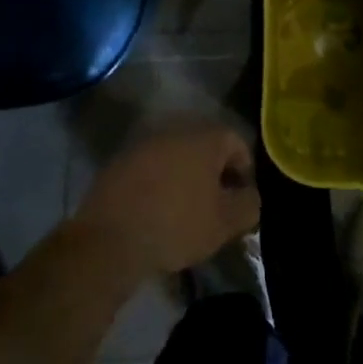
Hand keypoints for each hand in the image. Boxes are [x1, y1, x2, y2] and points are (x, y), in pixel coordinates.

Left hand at [72, 121, 260, 277]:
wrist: (112, 235)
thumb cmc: (177, 224)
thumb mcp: (224, 223)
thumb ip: (248, 205)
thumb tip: (250, 195)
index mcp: (205, 137)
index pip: (237, 143)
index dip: (245, 172)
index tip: (241, 202)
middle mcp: (177, 128)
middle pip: (206, 146)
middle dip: (215, 173)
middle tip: (217, 206)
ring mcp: (147, 141)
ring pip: (178, 155)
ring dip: (187, 177)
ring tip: (188, 211)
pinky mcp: (123, 158)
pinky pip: (153, 166)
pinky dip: (162, 182)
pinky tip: (159, 210)